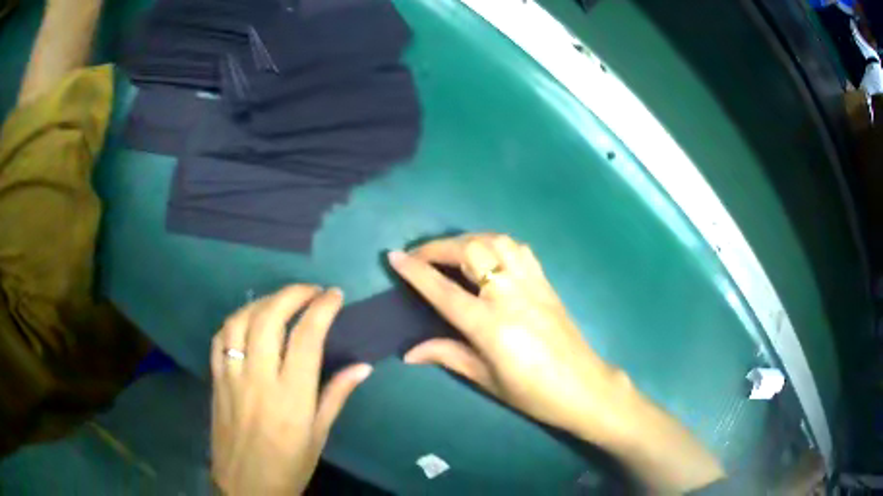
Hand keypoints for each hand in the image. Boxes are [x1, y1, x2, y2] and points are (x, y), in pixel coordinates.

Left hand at [210, 286, 371, 495]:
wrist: (245, 485)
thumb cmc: (289, 465)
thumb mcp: (318, 435)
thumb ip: (336, 395)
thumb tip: (362, 366)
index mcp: (291, 396)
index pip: (306, 337)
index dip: (322, 308)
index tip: (334, 295)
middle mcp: (258, 379)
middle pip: (269, 318)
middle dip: (292, 294)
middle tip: (310, 291)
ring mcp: (232, 377)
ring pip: (240, 321)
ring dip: (262, 302)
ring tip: (280, 301)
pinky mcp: (215, 380)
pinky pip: (220, 339)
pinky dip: (235, 320)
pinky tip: (248, 321)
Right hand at [387, 234, 628, 442]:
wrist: (583, 386)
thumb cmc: (532, 393)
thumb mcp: (486, 379)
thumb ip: (448, 356)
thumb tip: (410, 352)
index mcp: (490, 325)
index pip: (443, 290)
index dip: (416, 271)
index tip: (394, 256)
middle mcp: (510, 295)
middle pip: (470, 252)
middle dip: (438, 247)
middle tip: (419, 256)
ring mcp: (531, 283)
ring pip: (496, 241)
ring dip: (467, 240)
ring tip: (451, 253)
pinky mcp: (546, 282)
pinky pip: (519, 249)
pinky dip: (496, 243)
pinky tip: (489, 255)